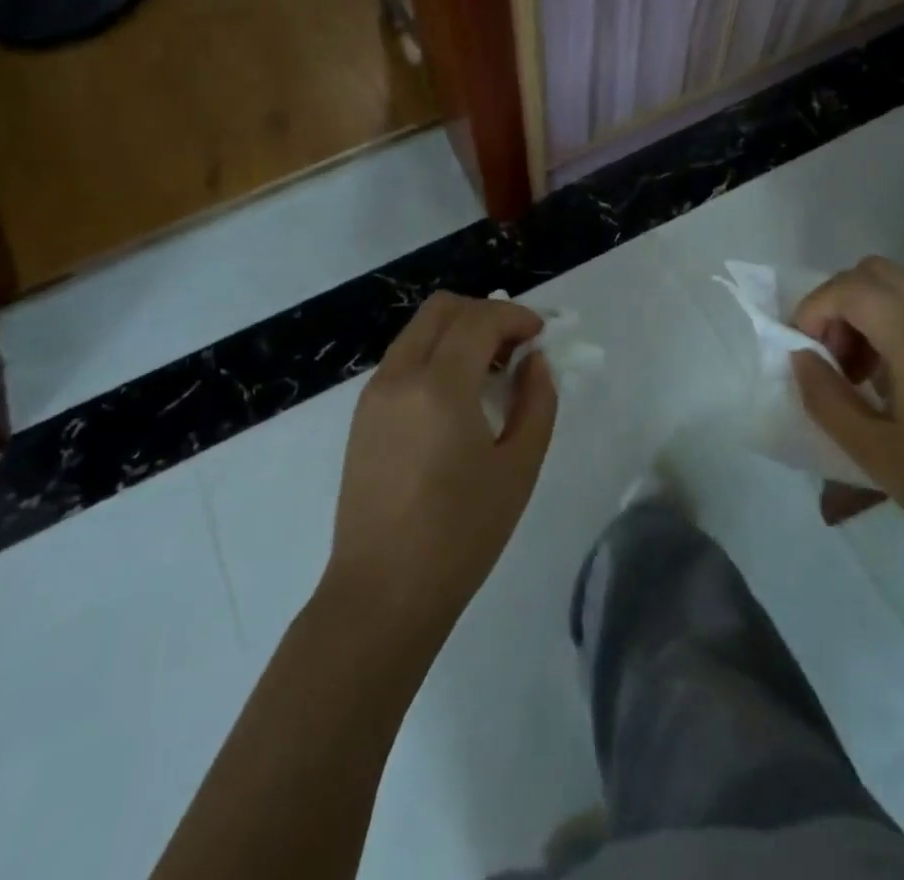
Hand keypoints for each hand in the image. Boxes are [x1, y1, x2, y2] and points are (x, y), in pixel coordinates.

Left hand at [325, 293, 557, 634]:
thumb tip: (534, 361)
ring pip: (419, 330)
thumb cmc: (460, 535)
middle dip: (485, 313)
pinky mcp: (362, 414)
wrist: (382, 594)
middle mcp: (399, 375)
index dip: (515, 316)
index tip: (540, 335)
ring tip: (491, 373)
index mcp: (439, 386)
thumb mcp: (517, 468)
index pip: (479, 319)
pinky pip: (403, 359)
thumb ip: (536, 402)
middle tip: (515, 347)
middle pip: (442, 309)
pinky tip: (458, 397)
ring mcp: (374, 393)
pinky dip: (435, 355)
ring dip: (458, 332)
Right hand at [791, 257, 903, 576]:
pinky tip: (896, 385)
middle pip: (878, 273)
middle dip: (839, 303)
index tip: (802, 351)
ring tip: (858, 376)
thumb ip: (825, 397)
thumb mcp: (874, 453)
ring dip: (867, 315)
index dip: (814, 308)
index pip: (851, 288)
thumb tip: (801, 358)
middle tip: (830, 356)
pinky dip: (896, 329)